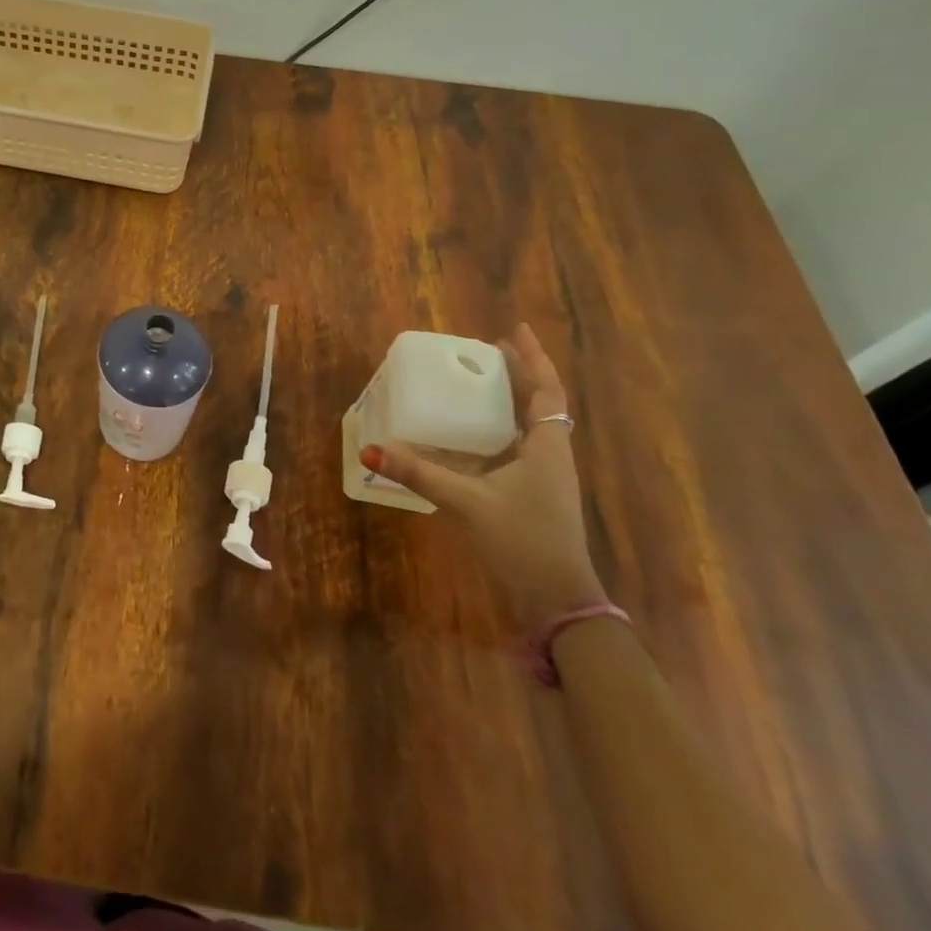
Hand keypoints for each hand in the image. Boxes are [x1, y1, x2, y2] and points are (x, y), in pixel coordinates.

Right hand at [362, 323, 604, 628]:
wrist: (558, 600)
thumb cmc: (523, 541)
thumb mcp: (468, 502)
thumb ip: (421, 473)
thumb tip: (372, 449)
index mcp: (546, 447)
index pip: (546, 390)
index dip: (533, 358)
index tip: (515, 330)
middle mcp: (550, 454)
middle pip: (539, 402)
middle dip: (518, 374)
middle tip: (487, 351)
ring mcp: (545, 477)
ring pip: (530, 425)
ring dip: (510, 399)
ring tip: (480, 382)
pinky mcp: (534, 494)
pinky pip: (518, 446)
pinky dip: (499, 428)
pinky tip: (474, 433)